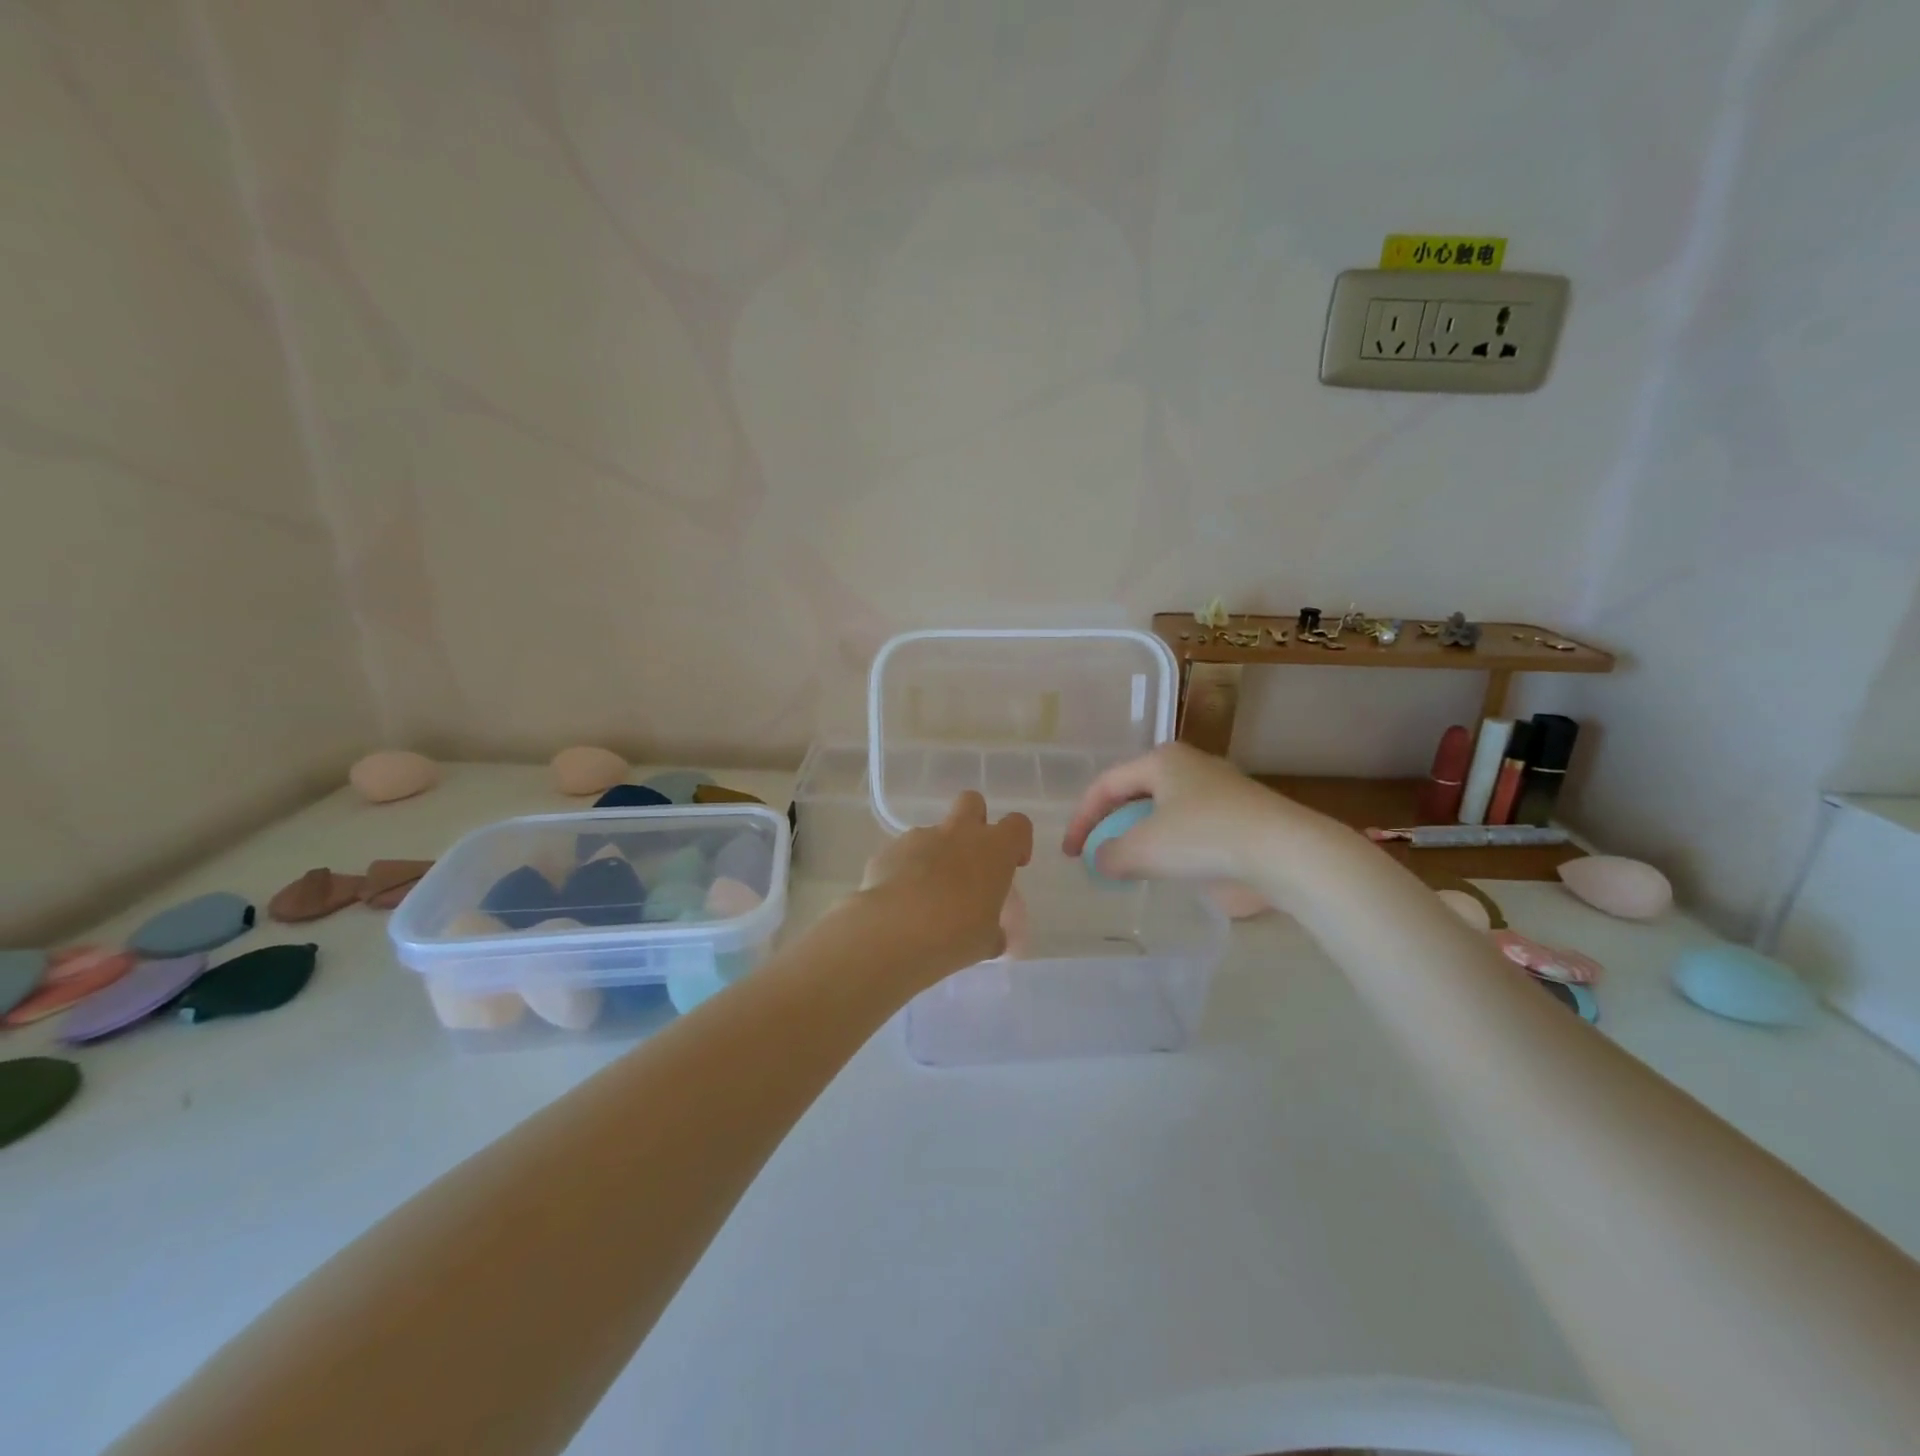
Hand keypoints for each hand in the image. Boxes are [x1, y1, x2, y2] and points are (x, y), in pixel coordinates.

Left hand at [859, 791, 1033, 971]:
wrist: (893, 930)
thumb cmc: (955, 935)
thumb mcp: (986, 941)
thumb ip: (994, 932)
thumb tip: (994, 936)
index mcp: (993, 849)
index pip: (1018, 825)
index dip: (1018, 842)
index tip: (1013, 865)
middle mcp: (958, 833)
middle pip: (972, 802)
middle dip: (974, 822)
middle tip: (970, 860)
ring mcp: (919, 837)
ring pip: (933, 834)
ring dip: (935, 856)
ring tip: (926, 898)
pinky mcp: (887, 850)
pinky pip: (902, 855)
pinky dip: (905, 872)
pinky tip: (900, 903)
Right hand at [1061, 743, 1300, 883]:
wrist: (1284, 853)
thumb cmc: (1202, 838)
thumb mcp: (1142, 849)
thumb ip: (1110, 855)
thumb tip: (1102, 861)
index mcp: (1161, 761)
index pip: (1106, 786)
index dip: (1081, 819)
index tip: (1071, 854)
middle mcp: (1189, 767)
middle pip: (1135, 794)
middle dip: (1112, 825)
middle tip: (1099, 855)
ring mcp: (1219, 791)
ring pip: (1165, 812)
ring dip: (1142, 838)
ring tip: (1131, 866)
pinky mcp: (1241, 818)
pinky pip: (1191, 829)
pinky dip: (1172, 848)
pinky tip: (1172, 871)